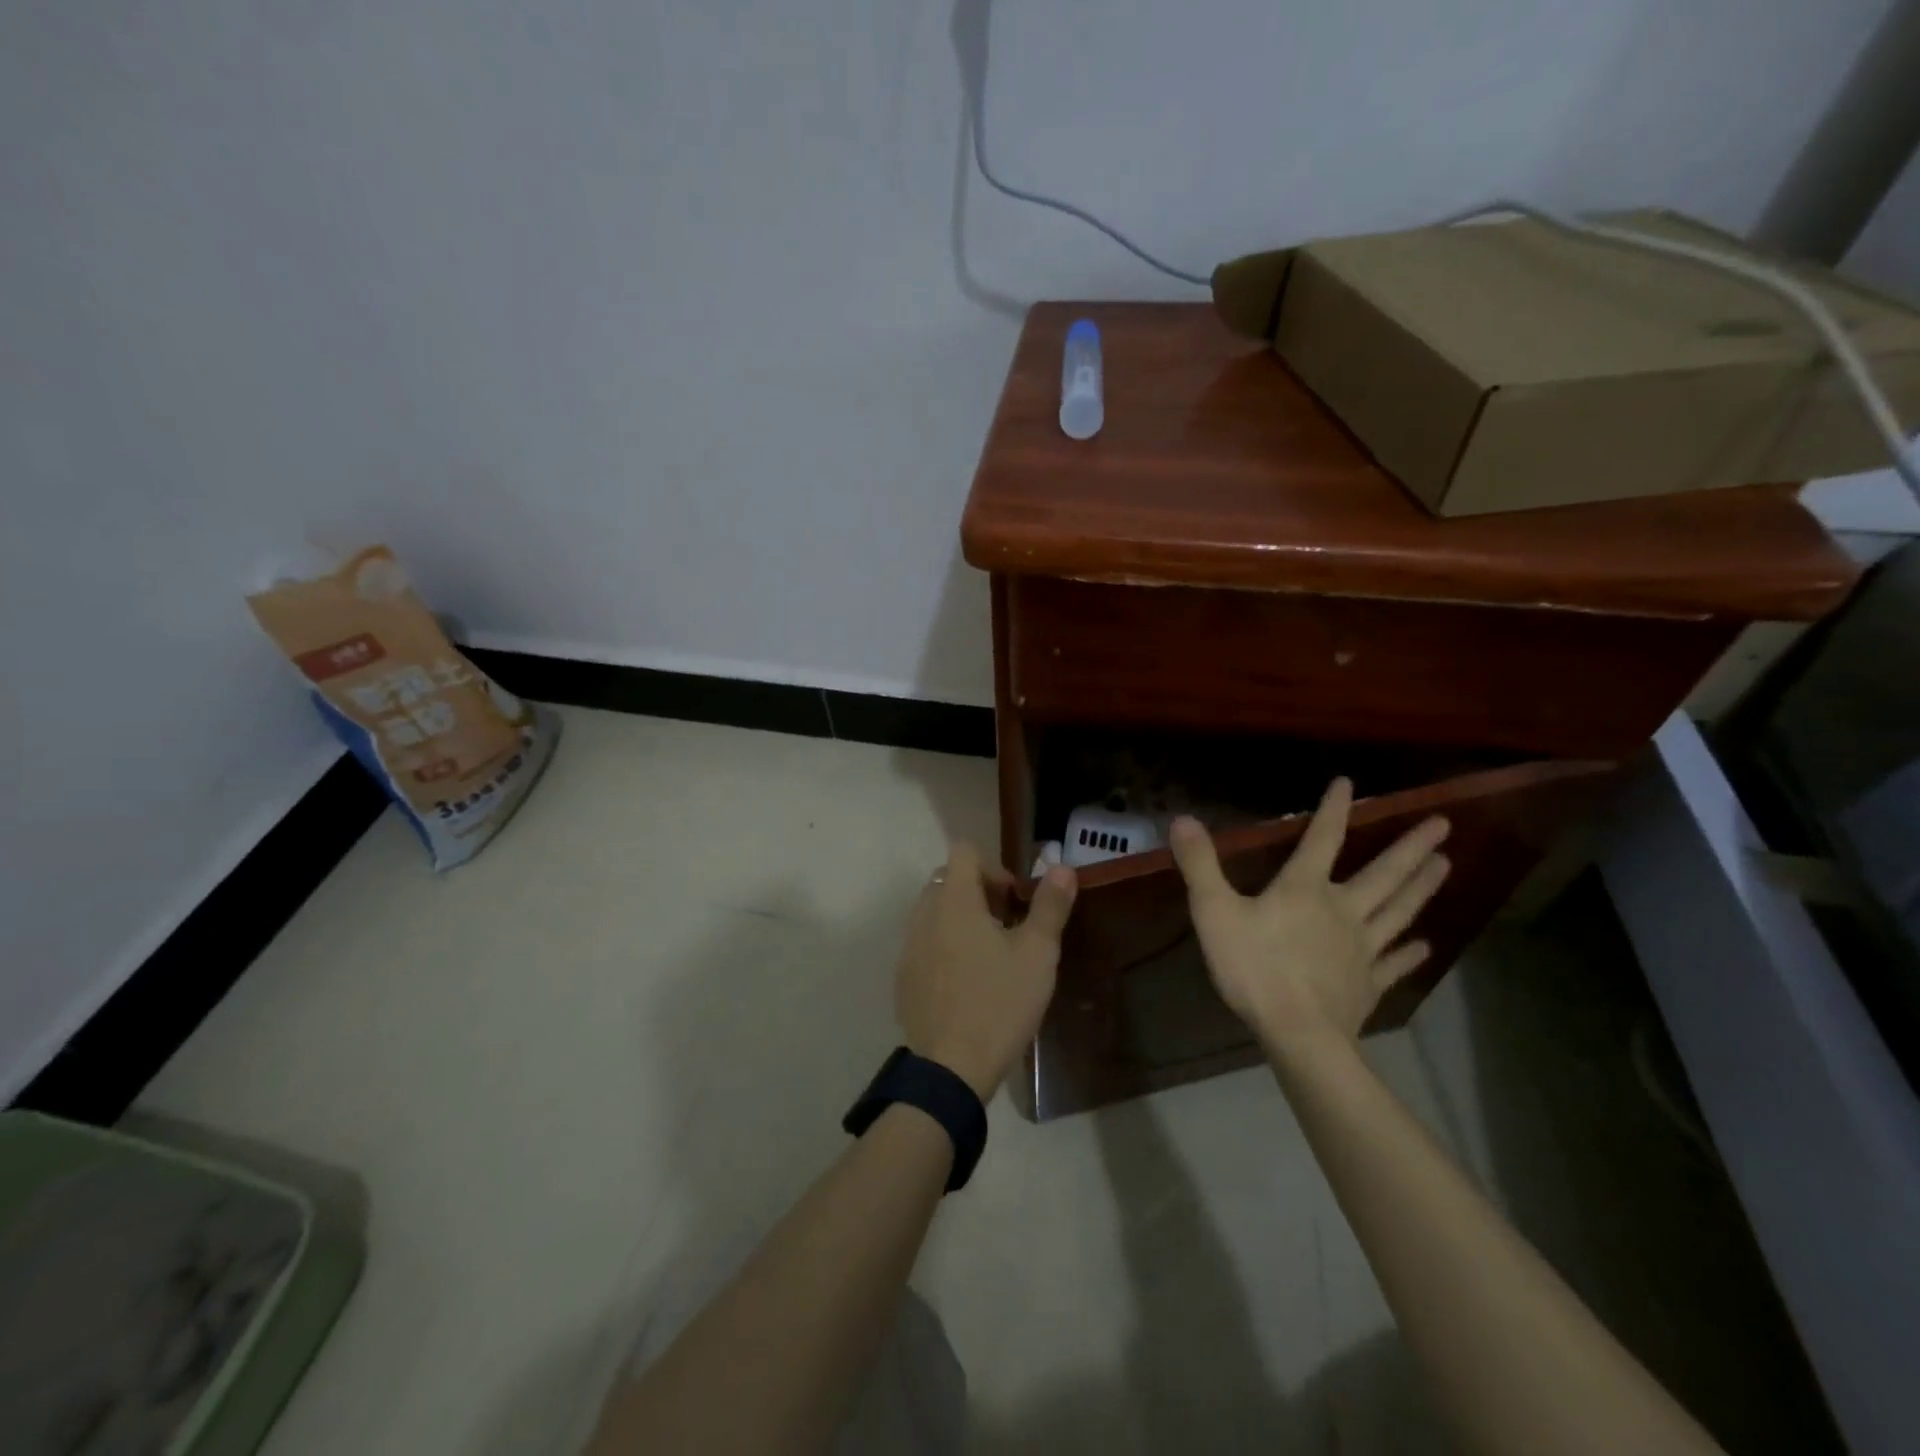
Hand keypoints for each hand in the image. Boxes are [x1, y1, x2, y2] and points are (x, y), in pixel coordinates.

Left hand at [896, 844, 1077, 1100]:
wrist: (950, 1068)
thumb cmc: (999, 1004)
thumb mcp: (1037, 955)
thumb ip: (1050, 906)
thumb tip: (1062, 867)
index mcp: (955, 901)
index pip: (963, 851)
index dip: (992, 865)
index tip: (1013, 899)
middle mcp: (924, 915)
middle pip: (948, 880)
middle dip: (978, 893)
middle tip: (1007, 927)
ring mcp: (908, 947)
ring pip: (933, 912)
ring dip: (960, 919)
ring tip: (988, 956)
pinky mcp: (903, 977)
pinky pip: (923, 943)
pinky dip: (943, 946)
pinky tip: (966, 983)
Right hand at [1169, 778, 1449, 1055]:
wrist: (1298, 1034)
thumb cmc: (1254, 968)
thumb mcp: (1214, 911)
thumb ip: (1200, 865)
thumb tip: (1183, 818)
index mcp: (1305, 889)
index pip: (1323, 839)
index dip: (1334, 809)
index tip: (1348, 783)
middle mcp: (1343, 911)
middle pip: (1383, 875)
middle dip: (1410, 848)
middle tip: (1443, 825)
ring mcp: (1362, 949)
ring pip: (1398, 911)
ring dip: (1422, 888)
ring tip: (1446, 865)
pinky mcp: (1369, 984)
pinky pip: (1394, 964)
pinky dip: (1411, 953)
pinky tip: (1426, 946)